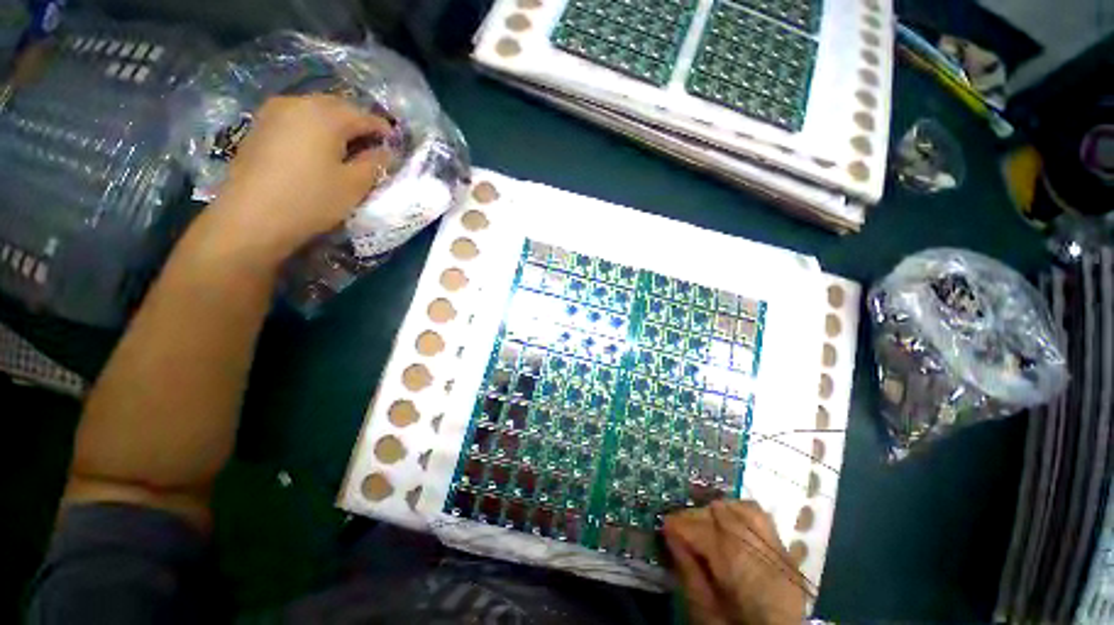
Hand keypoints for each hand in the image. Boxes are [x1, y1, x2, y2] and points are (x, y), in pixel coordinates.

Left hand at [205, 94, 394, 265]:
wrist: (251, 217)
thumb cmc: (312, 199)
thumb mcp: (354, 185)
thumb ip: (375, 163)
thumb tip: (386, 151)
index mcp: (326, 115)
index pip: (365, 116)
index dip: (384, 131)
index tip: (396, 146)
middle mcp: (299, 103)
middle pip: (338, 107)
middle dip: (359, 124)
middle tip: (373, 147)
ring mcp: (274, 111)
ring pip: (316, 111)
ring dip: (336, 125)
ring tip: (348, 149)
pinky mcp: (260, 125)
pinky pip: (297, 118)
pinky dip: (314, 129)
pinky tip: (319, 149)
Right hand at [663, 500, 807, 624]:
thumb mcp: (705, 611)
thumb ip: (688, 571)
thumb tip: (670, 534)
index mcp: (738, 567)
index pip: (703, 531)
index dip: (679, 524)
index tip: (664, 525)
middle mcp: (761, 551)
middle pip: (723, 514)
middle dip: (697, 515)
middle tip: (680, 525)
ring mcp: (778, 551)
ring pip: (745, 510)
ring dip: (721, 511)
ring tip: (705, 521)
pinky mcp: (786, 555)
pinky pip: (763, 521)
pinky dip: (742, 515)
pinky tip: (731, 525)